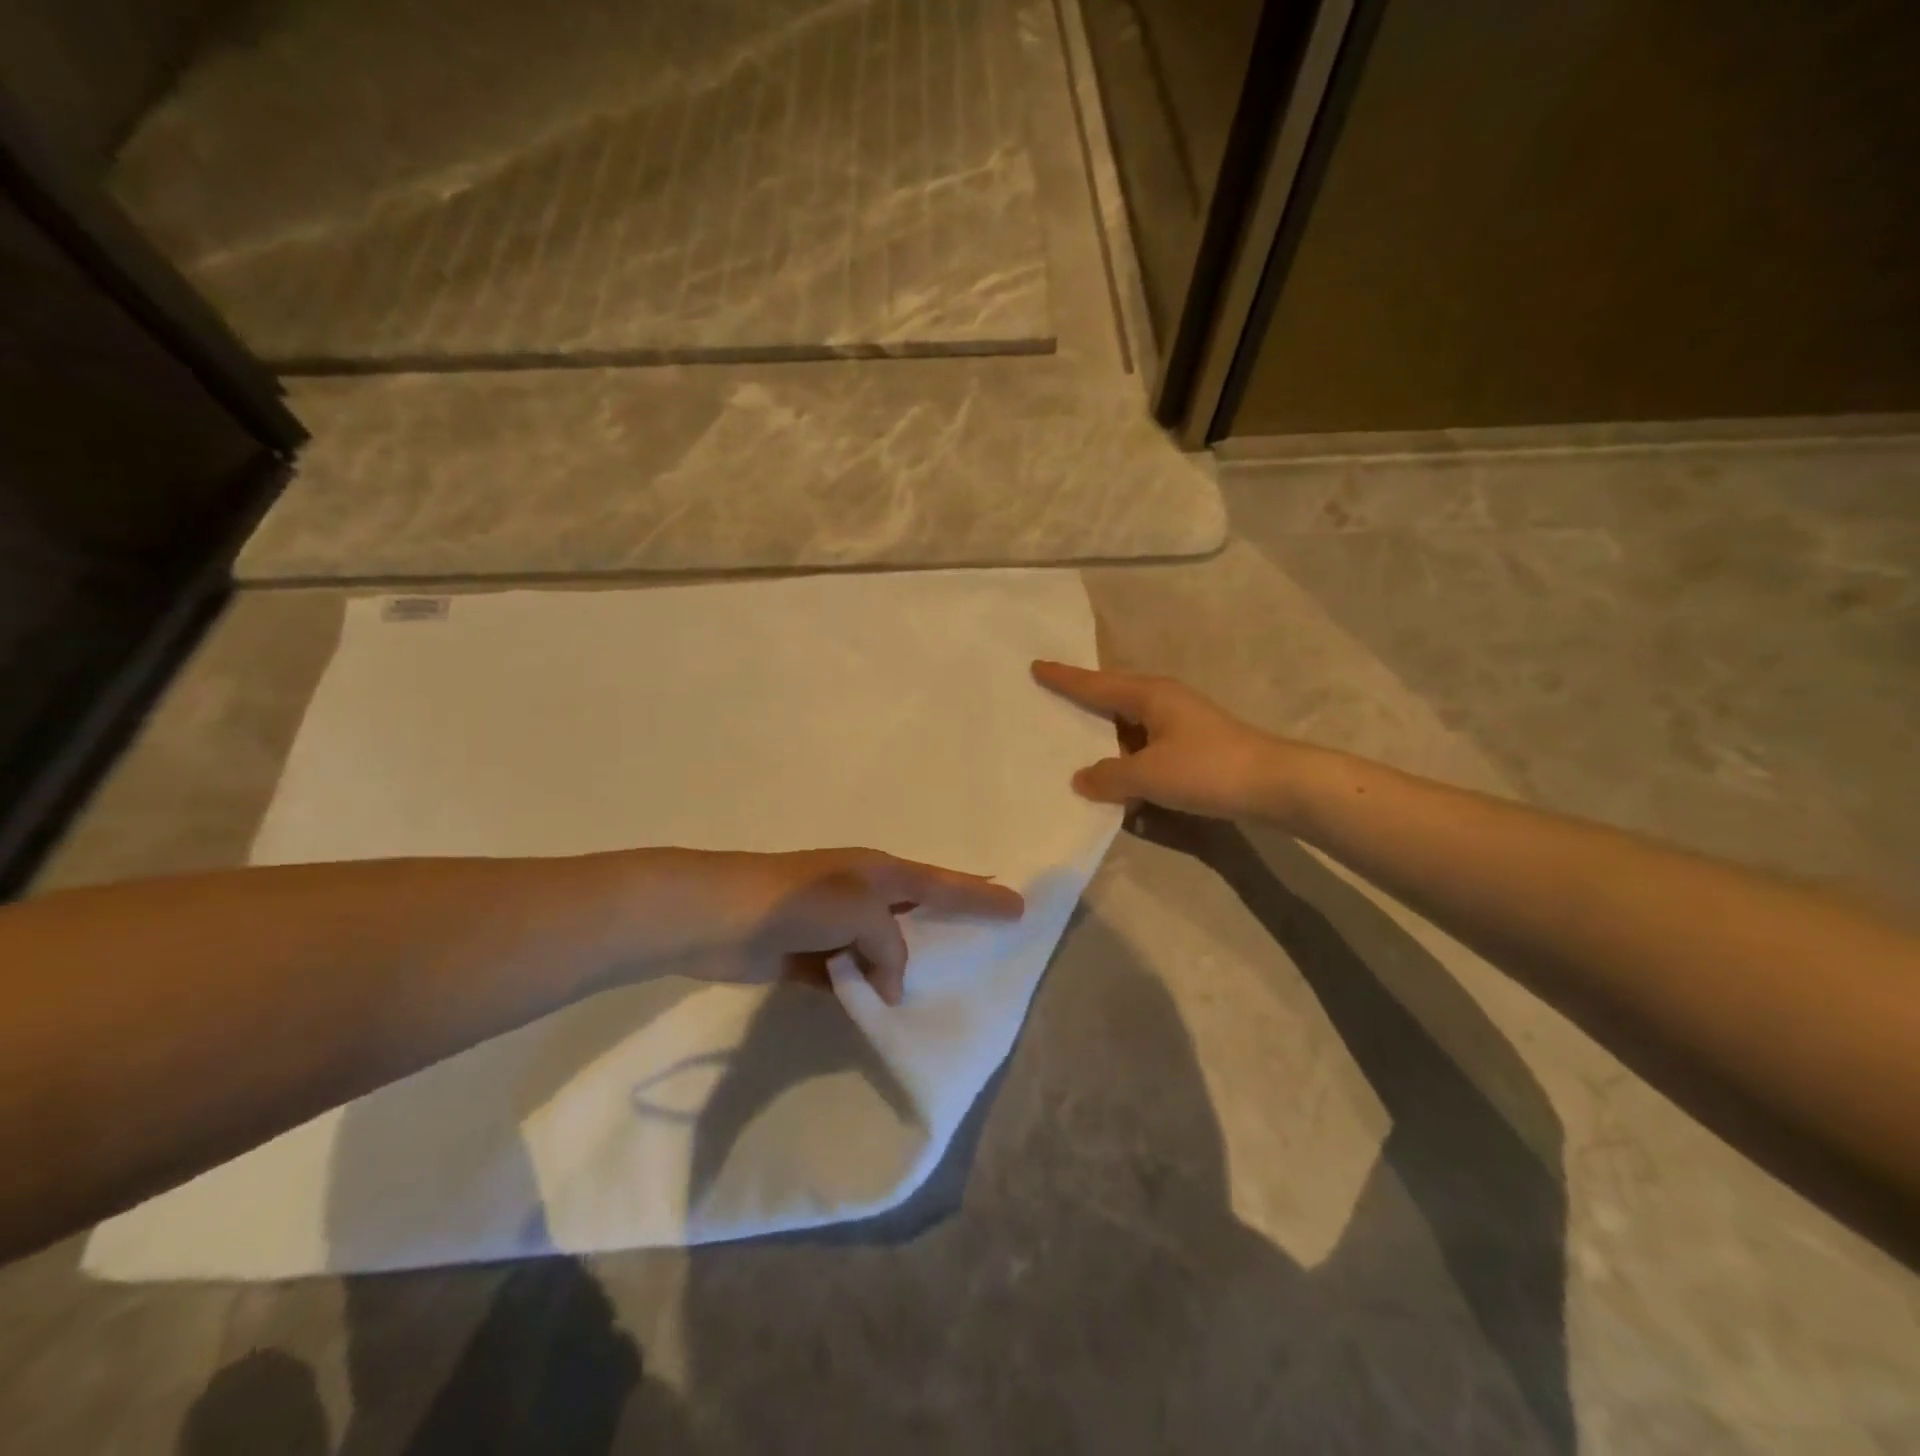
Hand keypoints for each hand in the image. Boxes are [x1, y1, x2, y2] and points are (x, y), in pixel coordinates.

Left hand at [677, 848, 1024, 1005]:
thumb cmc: (795, 902)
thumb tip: (892, 982)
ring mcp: (833, 924)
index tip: (1018, 908)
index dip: (981, 896)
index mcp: (879, 871)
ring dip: (904, 966)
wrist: (715, 916)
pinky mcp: (808, 955)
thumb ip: (889, 946)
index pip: (943, 884)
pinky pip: (851, 974)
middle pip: (918, 912)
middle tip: (985, 945)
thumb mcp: (858, 910)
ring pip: (884, 948)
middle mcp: (861, 893)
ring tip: (939, 989)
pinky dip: (866, 989)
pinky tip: (882, 1009)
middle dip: (949, 926)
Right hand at [1032, 661, 1292, 819]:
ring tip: (1075, 751)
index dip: (1065, 678)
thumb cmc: (1208, 769)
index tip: (1037, 666)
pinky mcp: (1193, 747)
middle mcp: (1163, 701)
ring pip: (1130, 728)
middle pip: (1112, 700)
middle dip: (1083, 704)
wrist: (1275, 784)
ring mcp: (1180, 724)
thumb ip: (1110, 777)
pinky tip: (1120, 787)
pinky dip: (1130, 763)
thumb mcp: (1150, 775)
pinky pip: (1147, 749)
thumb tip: (1082, 779)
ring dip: (1107, 742)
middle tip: (1050, 704)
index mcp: (1149, 695)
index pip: (1095, 684)